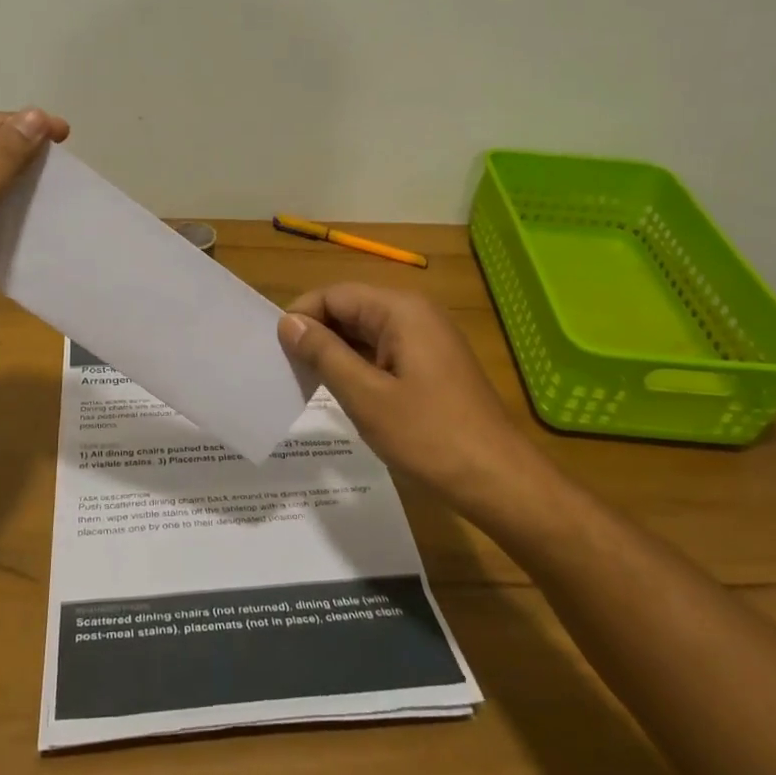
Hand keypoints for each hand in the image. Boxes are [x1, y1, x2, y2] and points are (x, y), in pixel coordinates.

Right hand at [278, 283, 535, 507]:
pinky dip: (359, 366)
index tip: (277, 351)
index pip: (335, 294)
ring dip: (336, 352)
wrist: (497, 479)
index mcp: (400, 311)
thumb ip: (324, 354)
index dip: (302, 316)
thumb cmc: (428, 436)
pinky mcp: (432, 364)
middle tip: (287, 369)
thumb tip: (288, 323)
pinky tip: (342, 392)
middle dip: (317, 333)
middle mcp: (415, 314)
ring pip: (366, 332)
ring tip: (307, 382)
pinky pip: (384, 352)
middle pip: (351, 308)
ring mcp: (427, 339)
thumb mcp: (366, 396)